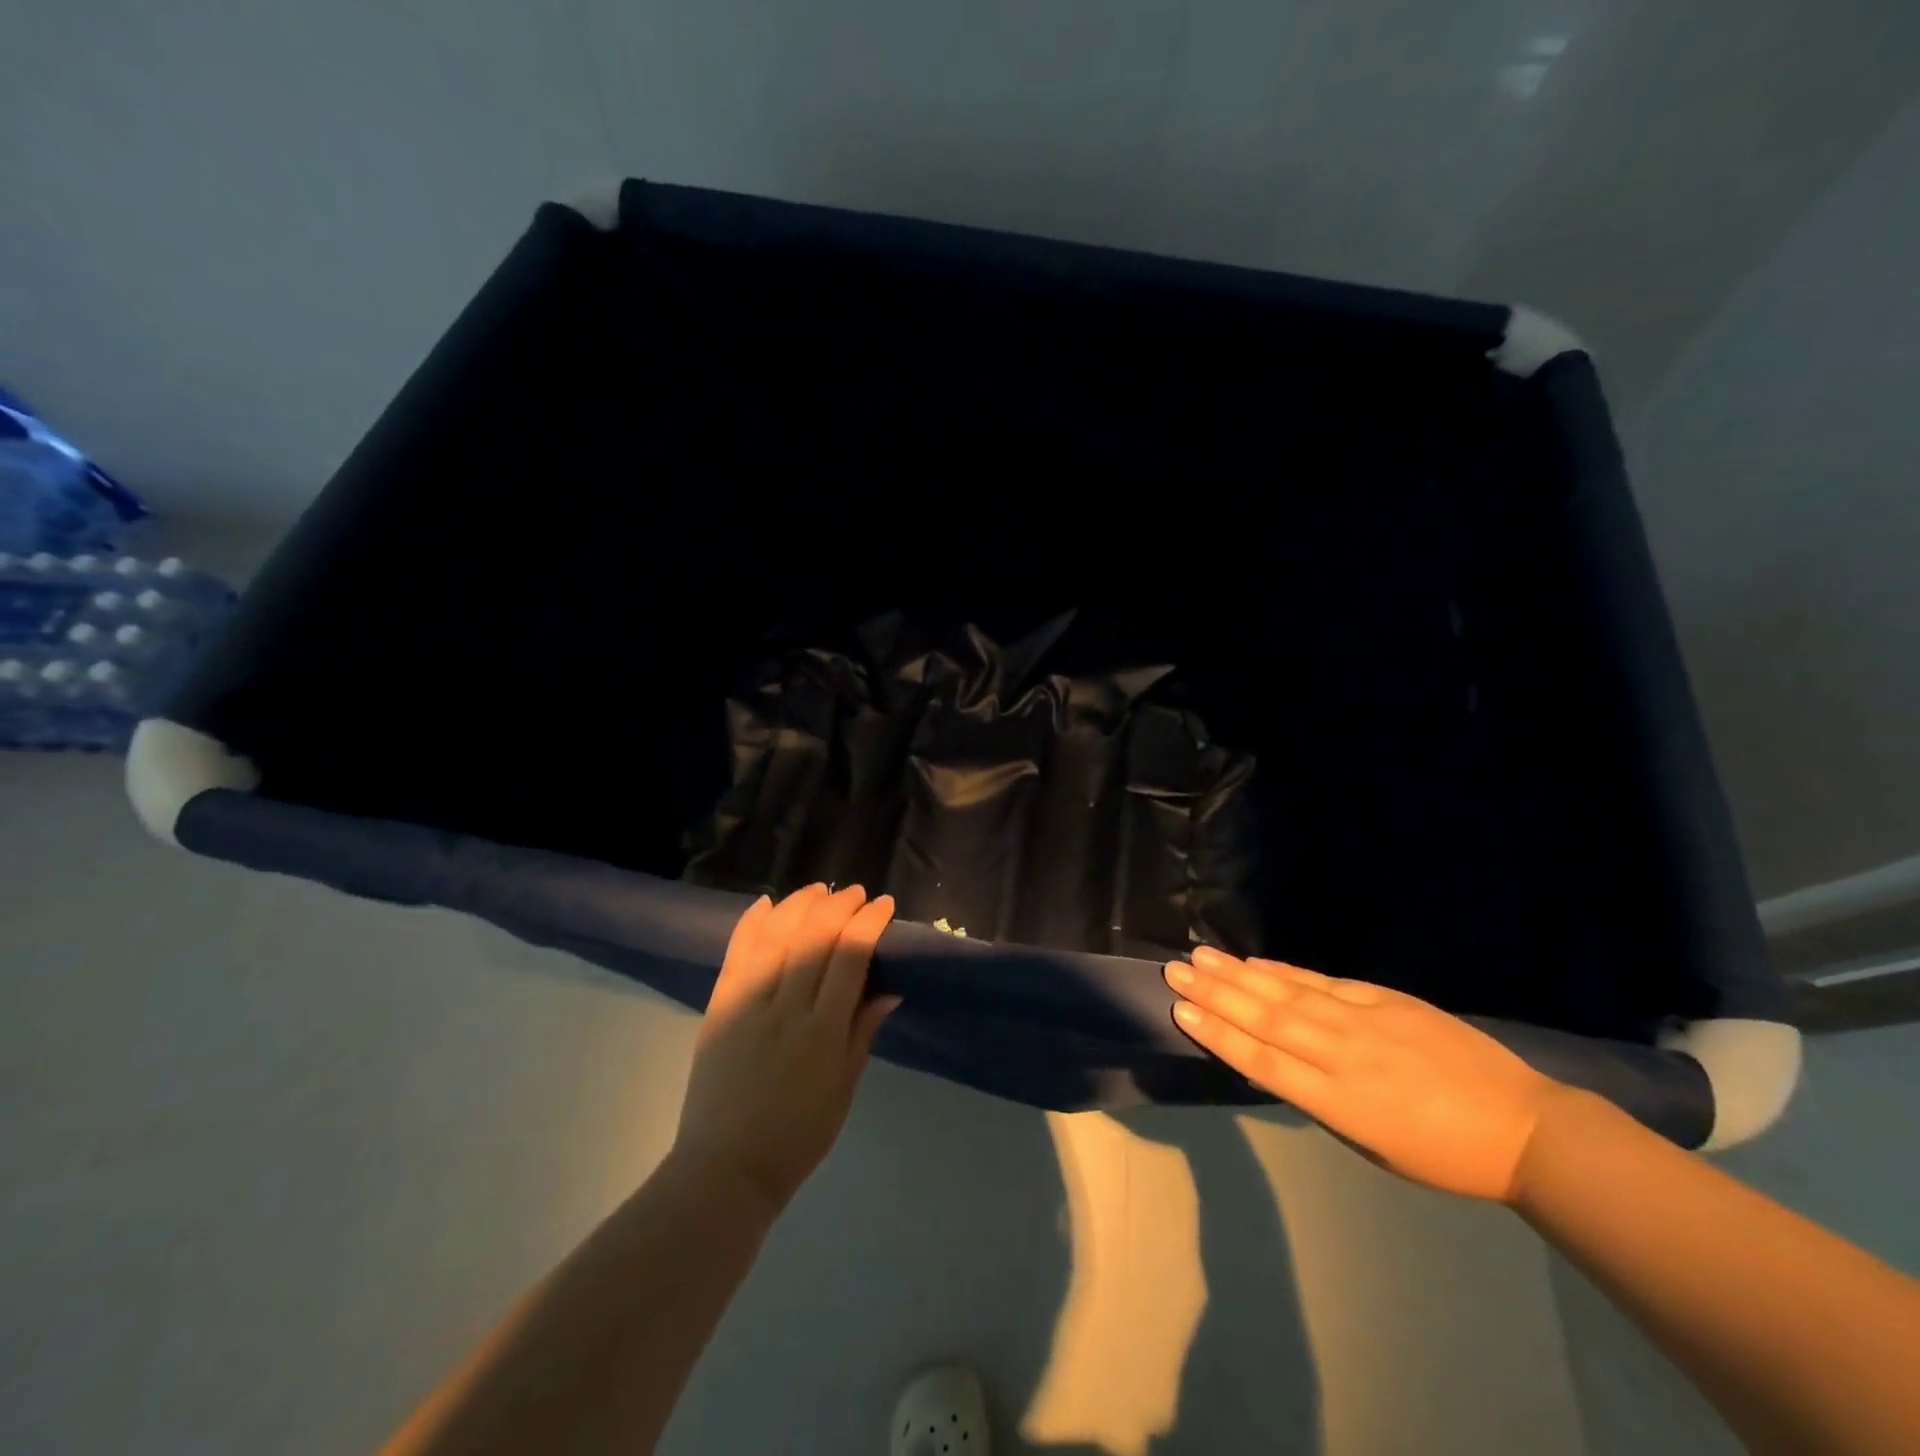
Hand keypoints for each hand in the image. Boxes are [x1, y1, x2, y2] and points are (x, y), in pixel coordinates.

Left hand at [672, 885, 899, 1215]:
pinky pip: (735, 954)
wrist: (725, 1170)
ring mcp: (746, 1005)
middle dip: (839, 906)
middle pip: (812, 937)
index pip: (849, 957)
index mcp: (821, 1032)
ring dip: (799, 905)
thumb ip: (863, 1032)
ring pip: (774, 936)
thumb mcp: (844, 1088)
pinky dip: (751, 924)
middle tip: (856, 894)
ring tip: (818, 890)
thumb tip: (889, 989)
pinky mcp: (718, 1008)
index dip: (868, 923)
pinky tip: (767, 903)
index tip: (883, 905)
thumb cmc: (797, 1136)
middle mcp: (784, 1008)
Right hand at [1164, 946, 1564, 1202]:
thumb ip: (1318, 1099)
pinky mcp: (1385, 999)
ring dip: (1240, 974)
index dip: (1218, 1034)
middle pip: (1266, 1019)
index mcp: (1339, 1101)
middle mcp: (1342, 1054)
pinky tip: (1256, 962)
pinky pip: (1323, 982)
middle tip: (1175, 970)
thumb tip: (1269, 1063)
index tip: (1181, 1010)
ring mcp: (1364, 1021)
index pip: (1262, 1061)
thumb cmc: (1441, 1154)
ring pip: (1288, 993)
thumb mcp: (1370, 1143)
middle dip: (1216, 993)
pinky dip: (1285, 971)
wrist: (1523, 1127)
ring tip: (1201, 956)